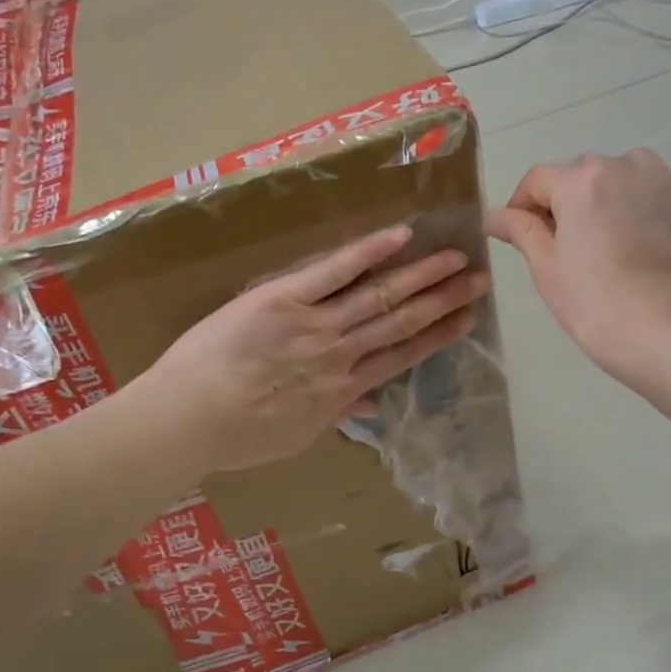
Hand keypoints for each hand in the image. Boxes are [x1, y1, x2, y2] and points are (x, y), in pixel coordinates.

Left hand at [141, 225, 486, 470]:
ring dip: (422, 276)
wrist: (191, 419)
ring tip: (455, 258)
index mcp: (344, 388)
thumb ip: (338, 413)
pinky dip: (368, 253)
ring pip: (380, 296)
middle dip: (444, 301)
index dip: (438, 336)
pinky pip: (334, 272)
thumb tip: (373, 404)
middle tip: (479, 280)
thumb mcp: (298, 436)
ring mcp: (317, 324)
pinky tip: (401, 236)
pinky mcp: (285, 299)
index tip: (467, 319)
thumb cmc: (239, 436)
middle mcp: (342, 354)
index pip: (403, 356)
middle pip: (403, 322)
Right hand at [487, 150, 670, 376]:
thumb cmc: (594, 304)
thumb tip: (495, 216)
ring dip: (613, 197)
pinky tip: (647, 245)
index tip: (520, 232)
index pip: (538, 179)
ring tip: (612, 240)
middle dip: (571, 201)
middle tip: (570, 245)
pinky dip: (650, 209)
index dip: (522, 204)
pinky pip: (663, 194)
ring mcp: (669, 181)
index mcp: (582, 180)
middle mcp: (627, 166)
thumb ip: (521, 230)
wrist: (663, 333)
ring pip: (627, 177)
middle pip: (584, 175)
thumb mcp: (547, 268)